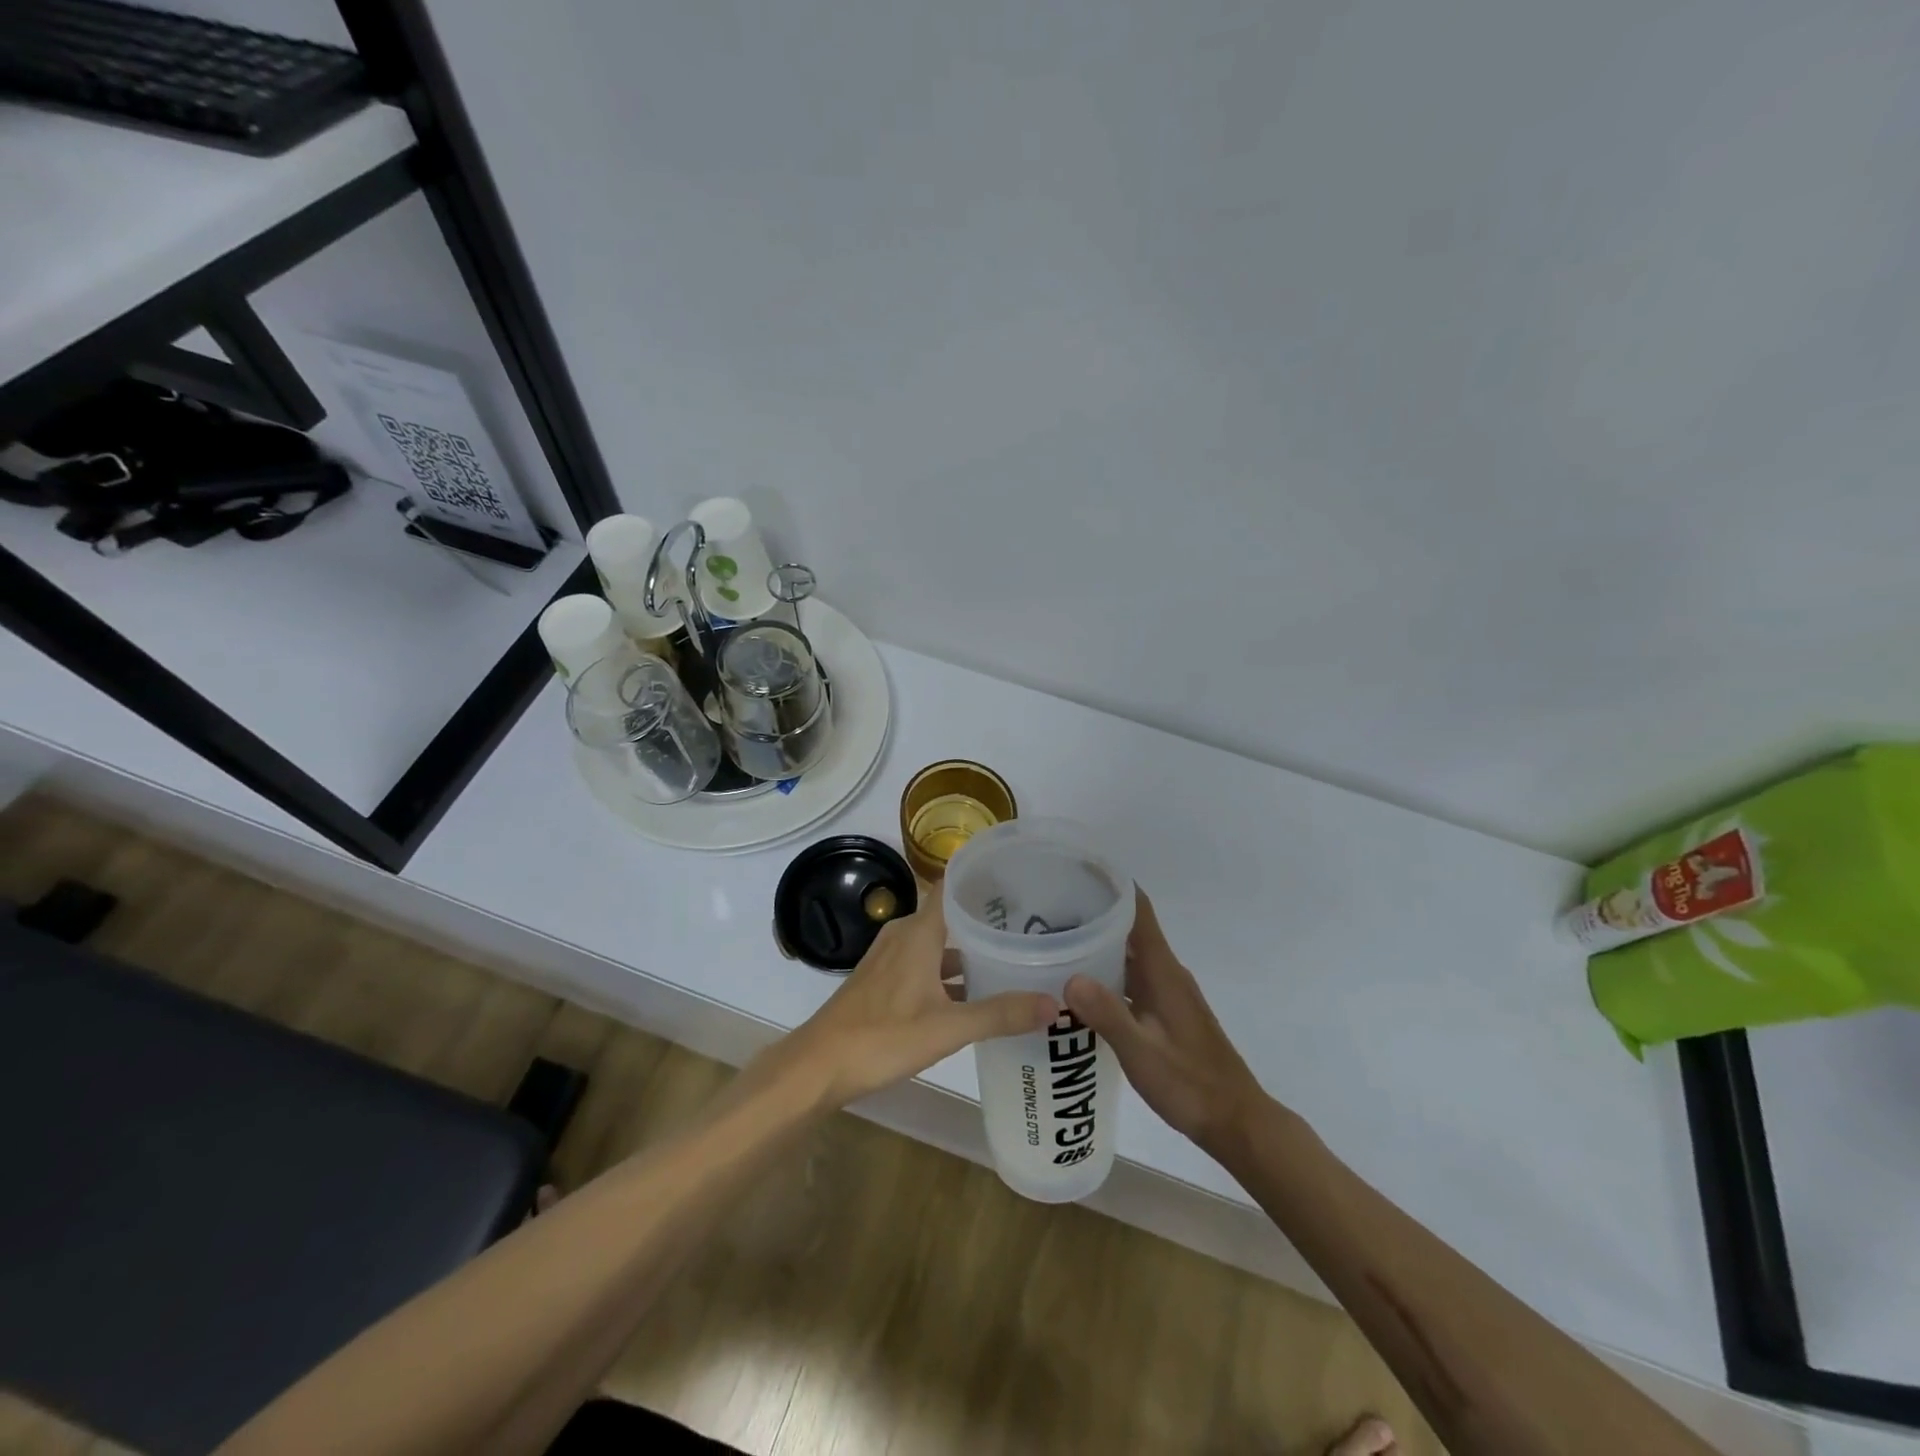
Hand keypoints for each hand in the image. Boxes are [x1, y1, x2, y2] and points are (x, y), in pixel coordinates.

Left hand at [771, 897, 1057, 1110]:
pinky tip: (972, 995)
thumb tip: (1053, 1004)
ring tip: (1009, 959)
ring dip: (968, 950)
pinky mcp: (883, 980)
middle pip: (949, 915)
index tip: (1019, 878)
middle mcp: (904, 935)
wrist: (819, 1065)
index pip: (952, 886)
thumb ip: (1000, 1014)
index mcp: (919, 932)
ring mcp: (890, 958)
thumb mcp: (948, 1027)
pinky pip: (924, 963)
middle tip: (1030, 924)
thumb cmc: (883, 1036)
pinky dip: (948, 972)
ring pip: (937, 943)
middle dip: (985, 919)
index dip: (982, 878)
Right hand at [1064, 889, 1265, 1152]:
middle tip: (1047, 908)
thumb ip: (1107, 1014)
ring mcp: (1168, 993)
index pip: (1138, 909)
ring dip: (1098, 944)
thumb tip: (1069, 976)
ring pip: (1129, 955)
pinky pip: (1131, 978)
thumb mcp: (1142, 1052)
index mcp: (1163, 971)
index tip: (1075, 870)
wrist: (1235, 1120)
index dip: (1111, 884)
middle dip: (1093, 913)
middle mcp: (1167, 973)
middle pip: (1129, 928)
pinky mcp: (1166, 1012)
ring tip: (1055, 940)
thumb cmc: (1190, 1083)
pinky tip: (1080, 986)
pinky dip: (1107, 972)